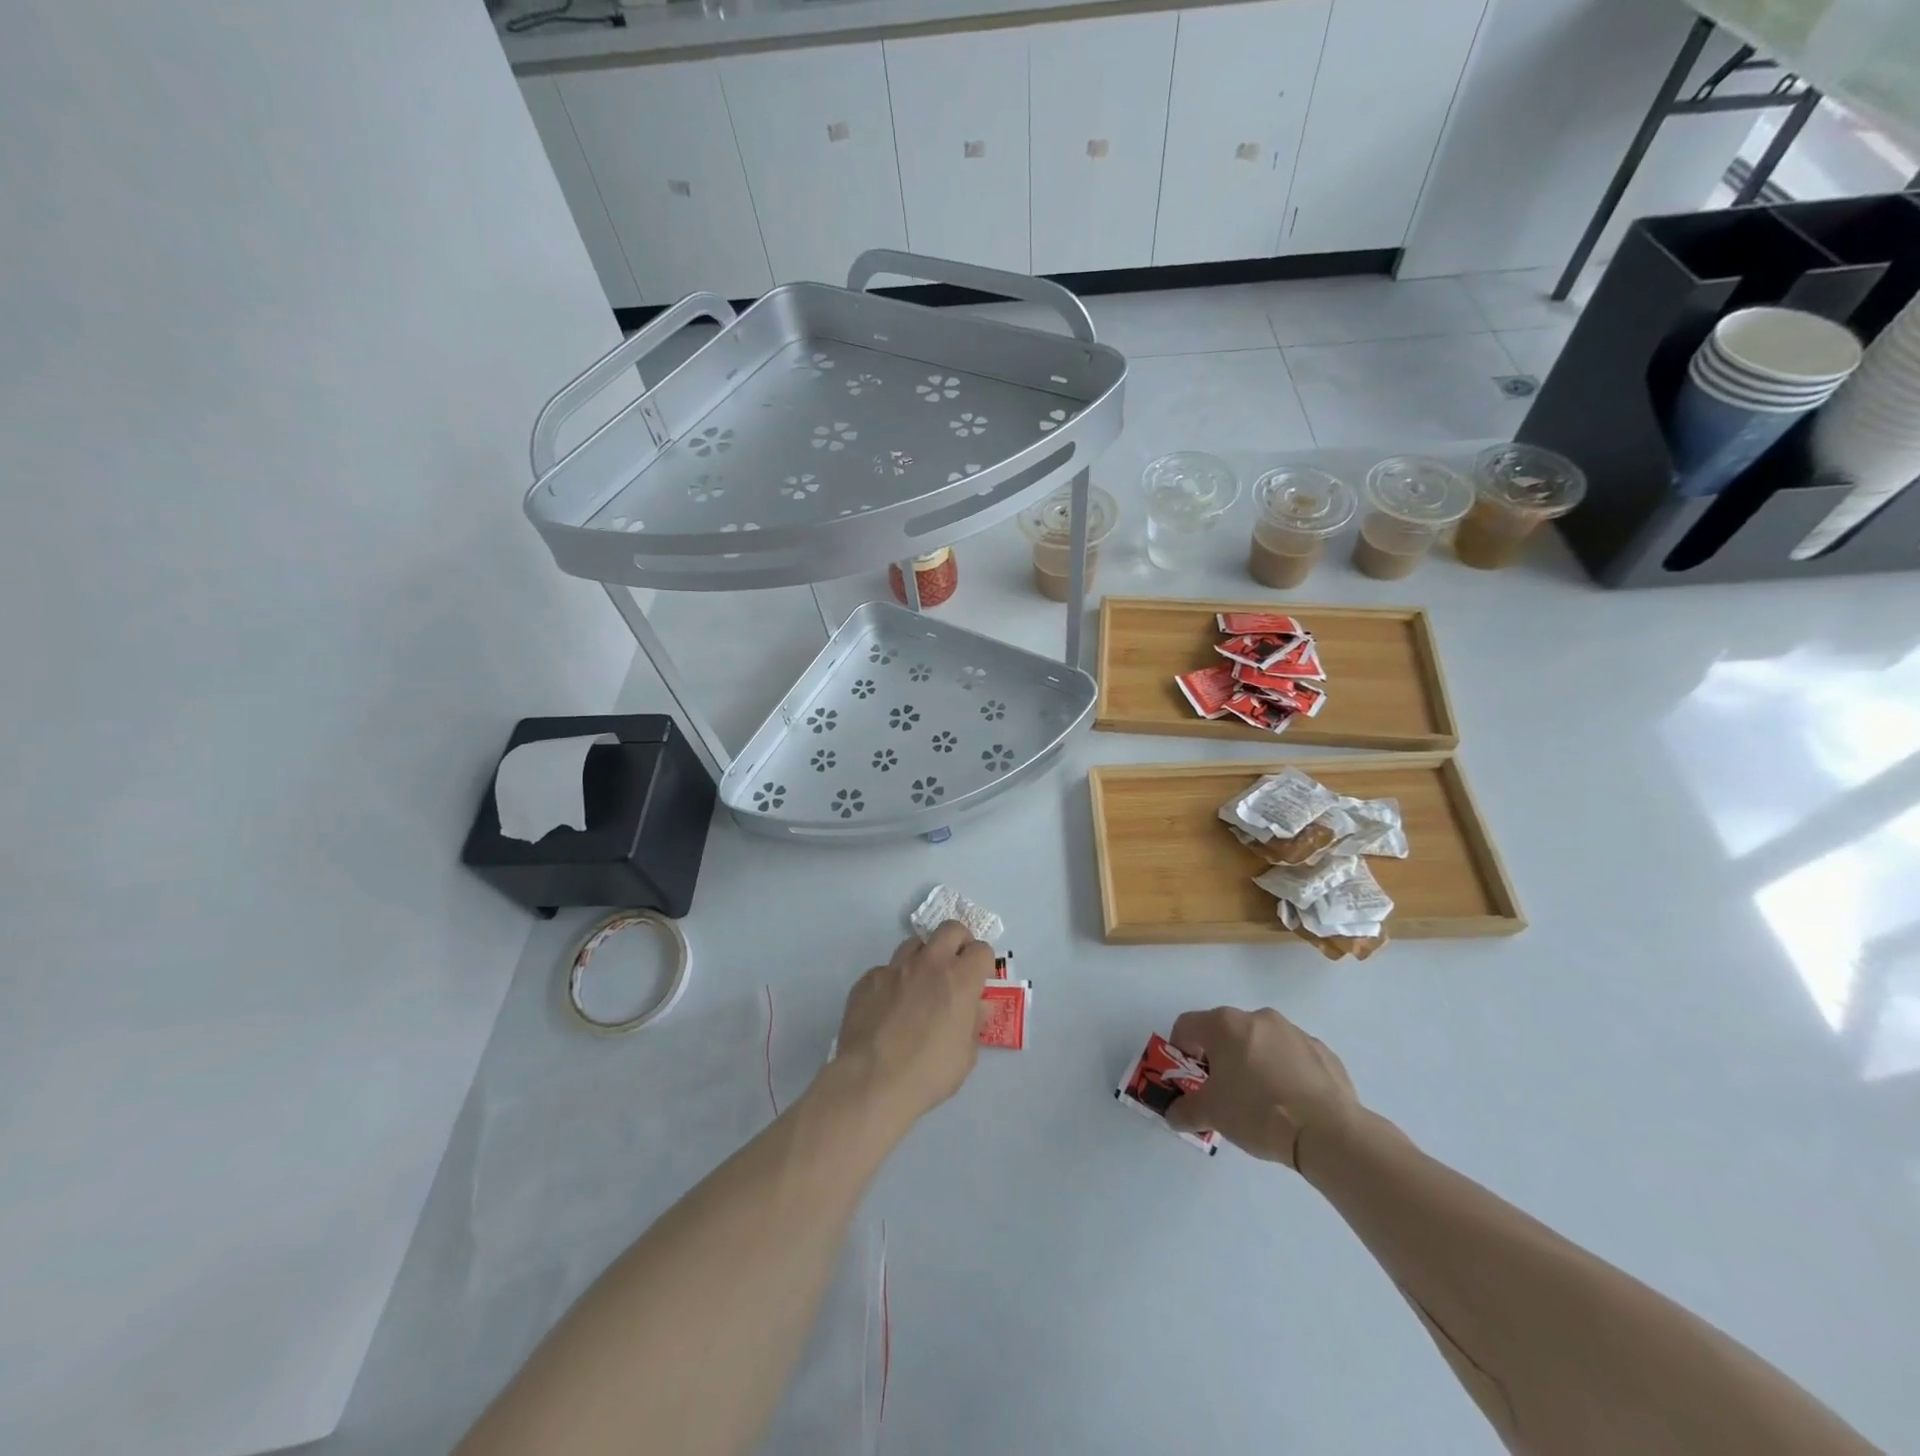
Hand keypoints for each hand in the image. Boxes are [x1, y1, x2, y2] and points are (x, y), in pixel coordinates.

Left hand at [831, 922, 994, 1129]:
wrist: (872, 1081)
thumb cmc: (929, 1072)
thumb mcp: (966, 1055)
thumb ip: (973, 1023)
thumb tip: (976, 1006)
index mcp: (960, 979)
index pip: (981, 949)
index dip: (983, 963)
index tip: (979, 980)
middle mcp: (929, 963)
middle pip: (950, 929)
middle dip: (958, 942)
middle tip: (955, 967)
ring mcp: (895, 968)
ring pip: (915, 943)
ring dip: (924, 957)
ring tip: (920, 985)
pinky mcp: (868, 979)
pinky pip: (886, 970)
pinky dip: (893, 982)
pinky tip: (889, 1008)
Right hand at [1163, 1007, 1359, 1168]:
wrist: (1328, 1131)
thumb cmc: (1258, 1112)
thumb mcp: (1212, 1115)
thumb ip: (1185, 1111)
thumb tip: (1173, 1114)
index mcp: (1225, 1025)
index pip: (1187, 1025)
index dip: (1181, 1050)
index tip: (1189, 1078)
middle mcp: (1257, 1017)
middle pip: (1225, 1032)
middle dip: (1219, 1058)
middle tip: (1223, 1092)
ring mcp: (1293, 1031)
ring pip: (1261, 1042)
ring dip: (1253, 1062)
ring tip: (1261, 1101)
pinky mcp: (1323, 1051)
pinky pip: (1292, 1056)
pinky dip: (1285, 1072)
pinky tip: (1292, 1104)